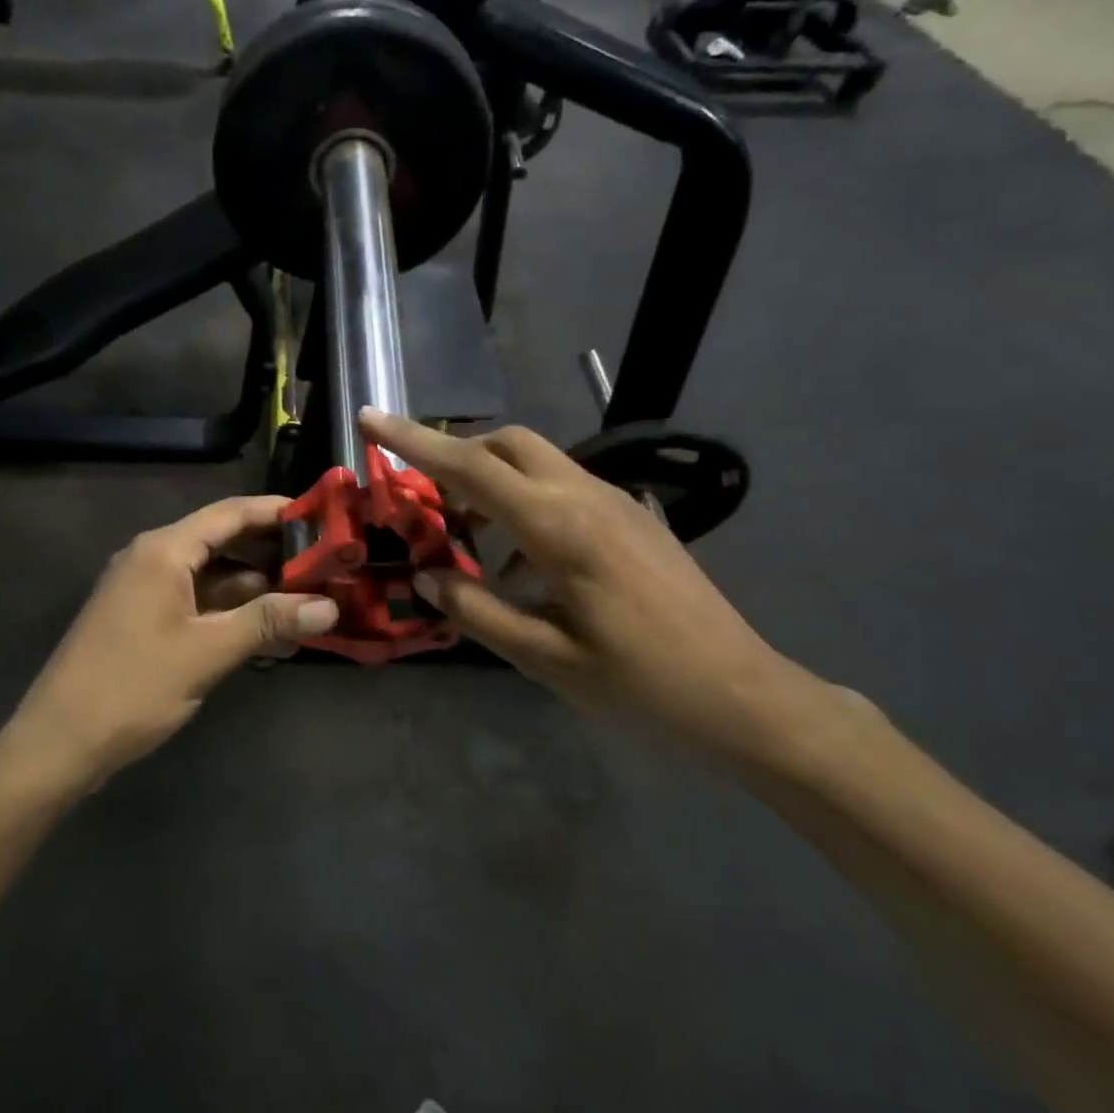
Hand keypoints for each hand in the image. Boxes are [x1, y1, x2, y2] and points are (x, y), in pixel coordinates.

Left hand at [9, 496, 338, 786]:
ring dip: (255, 587)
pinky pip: (197, 601)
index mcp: (164, 551)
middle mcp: (153, 558)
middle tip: (326, 564)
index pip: (230, 514)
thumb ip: (268, 622)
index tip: (322, 517)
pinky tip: (267, 630)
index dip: (277, 511)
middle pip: (223, 541)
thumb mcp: (206, 653)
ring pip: (212, 575)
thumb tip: (330, 608)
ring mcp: (146, 589)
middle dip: (273, 553)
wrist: (58, 742)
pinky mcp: (144, 618)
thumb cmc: (132, 687)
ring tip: (308, 599)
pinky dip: (231, 611)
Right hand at [363, 409, 828, 769]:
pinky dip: (524, 508)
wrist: (744, 695)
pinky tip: (521, 572)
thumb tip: (425, 578)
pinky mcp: (632, 519)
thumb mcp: (545, 658)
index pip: (470, 467)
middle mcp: (586, 497)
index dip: (413, 441)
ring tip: (468, 544)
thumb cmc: (641, 683)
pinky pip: (563, 490)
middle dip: (456, 454)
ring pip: (537, 463)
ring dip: (491, 484)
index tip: (369, 417)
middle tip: (423, 496)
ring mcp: (615, 503)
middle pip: (507, 444)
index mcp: (559, 527)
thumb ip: (476, 611)